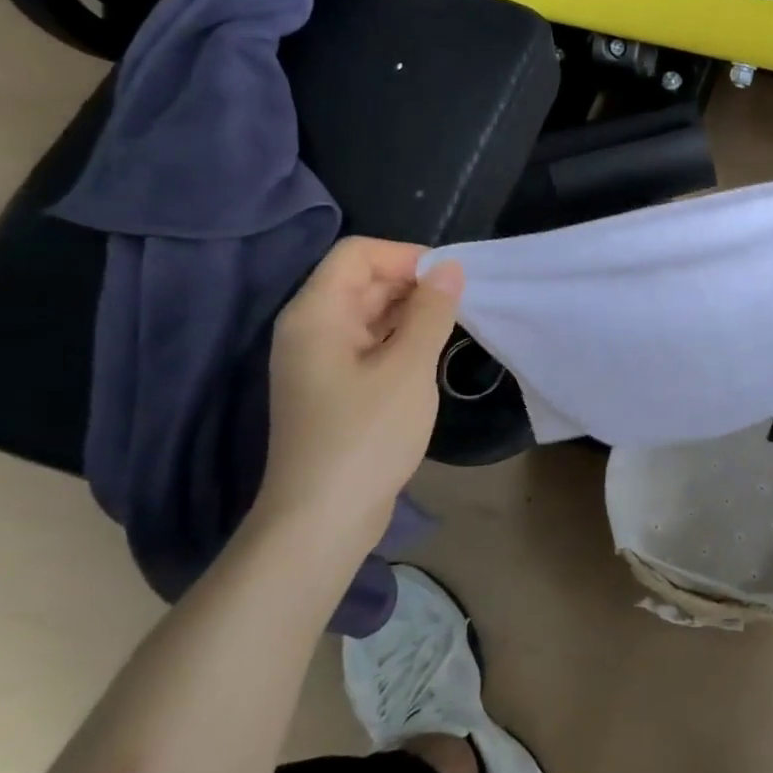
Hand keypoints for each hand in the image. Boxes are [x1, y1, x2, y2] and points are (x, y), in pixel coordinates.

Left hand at [256, 238, 463, 548]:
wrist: (323, 518)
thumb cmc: (366, 436)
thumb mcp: (408, 368)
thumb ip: (432, 312)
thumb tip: (450, 268)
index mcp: (316, 314)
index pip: (358, 254)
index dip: (406, 256)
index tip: (450, 282)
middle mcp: (310, 329)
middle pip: (362, 281)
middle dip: (413, 285)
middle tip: (461, 307)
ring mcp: (320, 361)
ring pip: (369, 314)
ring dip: (411, 314)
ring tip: (452, 330)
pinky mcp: (333, 388)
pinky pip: (369, 344)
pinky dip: (401, 340)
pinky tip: (430, 358)